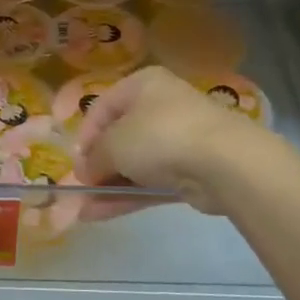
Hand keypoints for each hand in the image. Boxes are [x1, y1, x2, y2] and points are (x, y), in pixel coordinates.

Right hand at [74, 65, 264, 213]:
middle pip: (119, 136)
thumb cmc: (160, 136)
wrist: (224, 163)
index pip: (102, 107)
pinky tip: (100, 214)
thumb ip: (93, 157)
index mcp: (142, 85)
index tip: (74, 163)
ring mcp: (179, 140)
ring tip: (82, 210)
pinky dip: (127, 196)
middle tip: (79, 188)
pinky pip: (151, 182)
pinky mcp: (191, 171)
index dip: (84, 135)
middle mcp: (161, 106)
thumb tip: (85, 171)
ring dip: (109, 185)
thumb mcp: (113, 143)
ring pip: (135, 164)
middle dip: (97, 165)